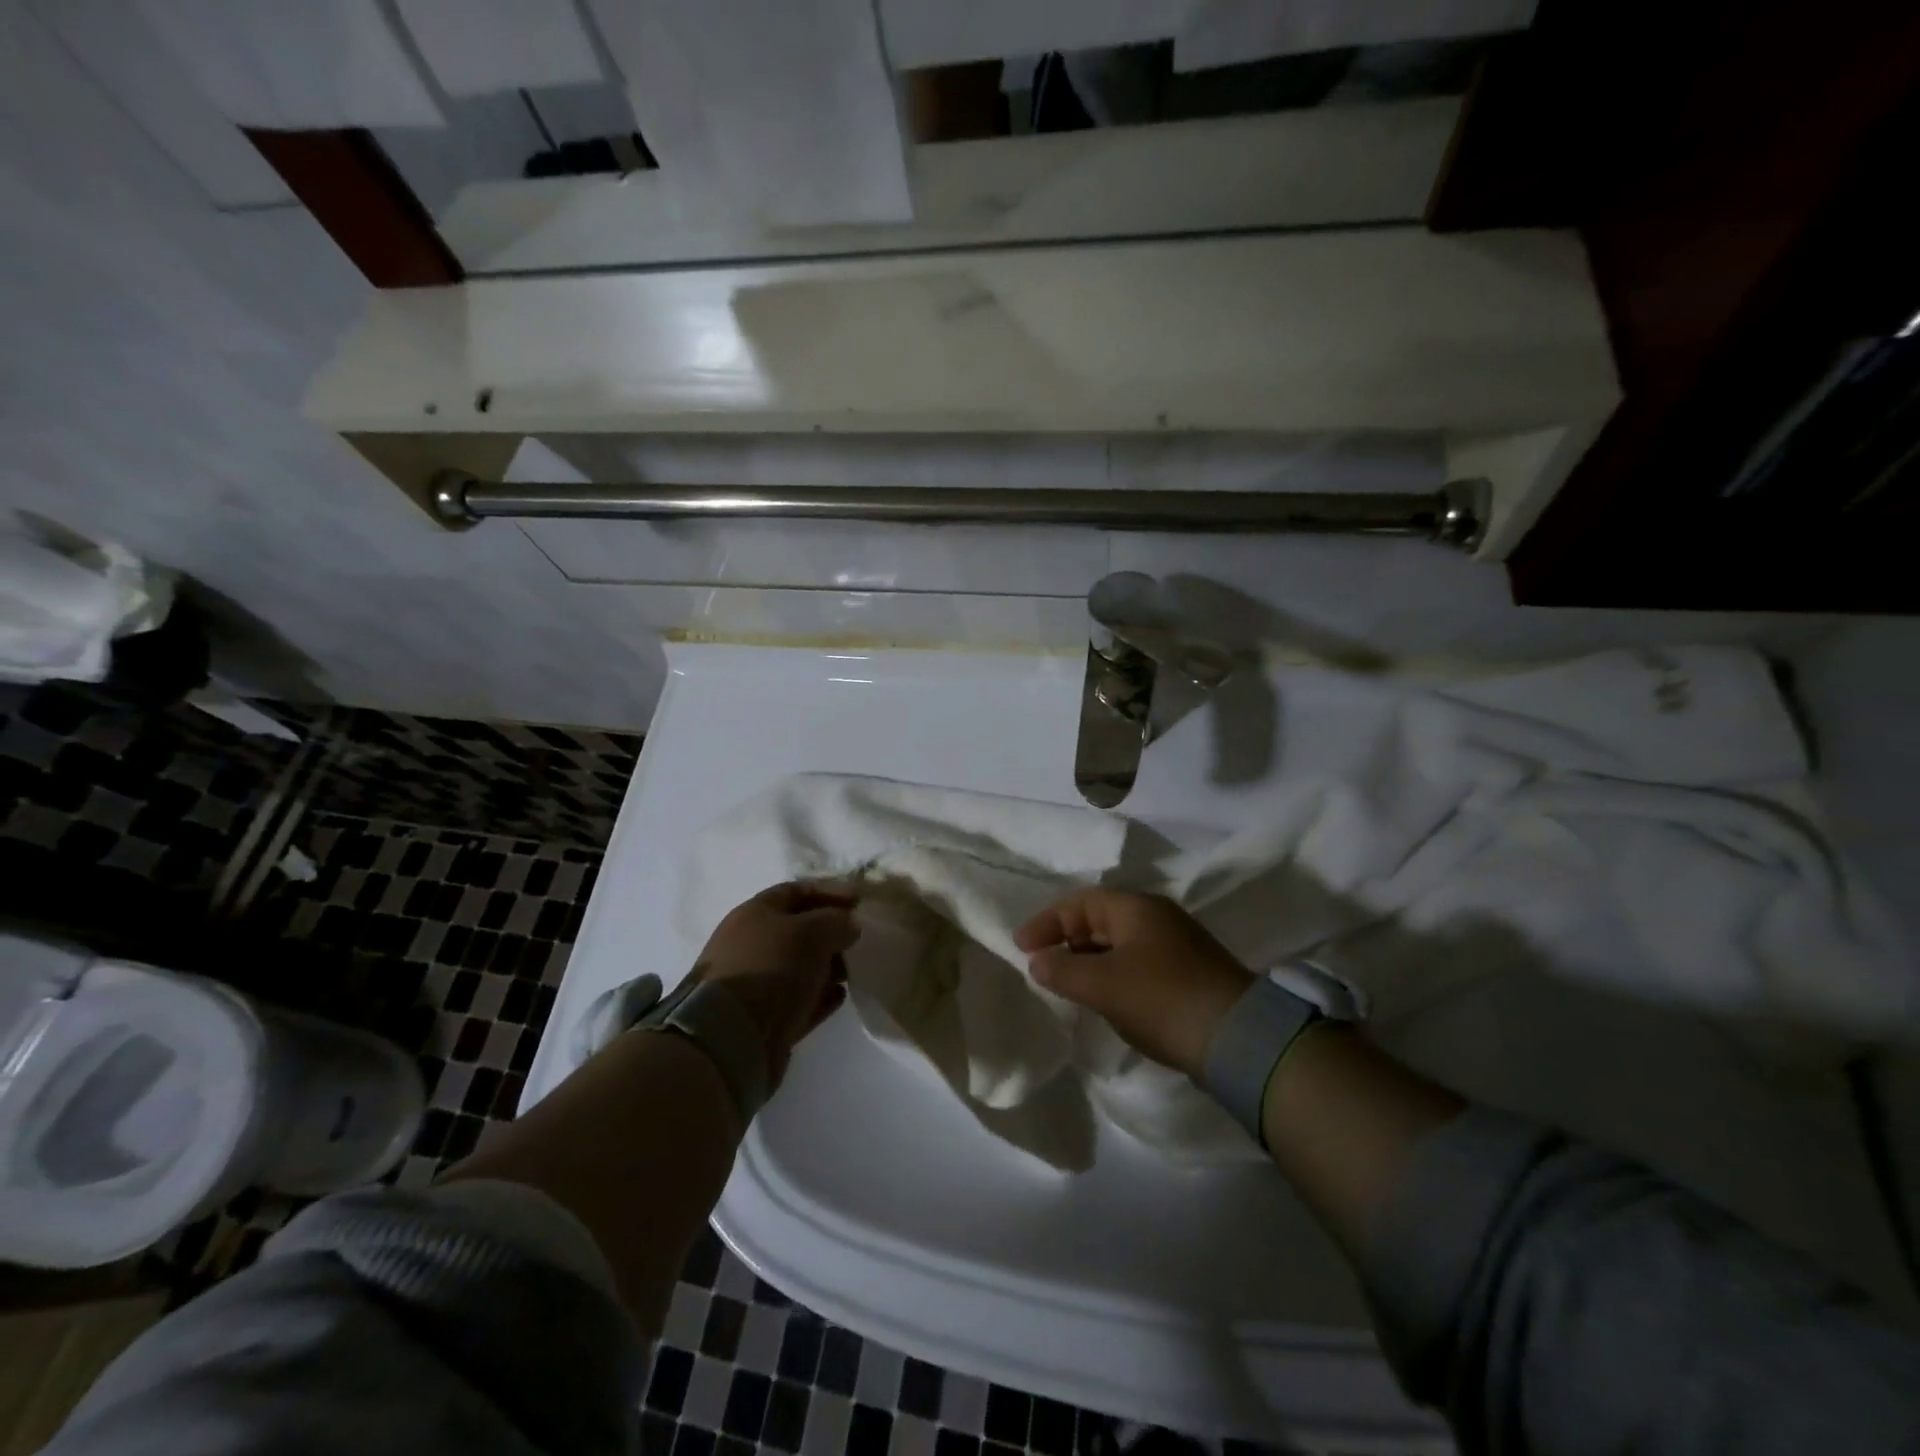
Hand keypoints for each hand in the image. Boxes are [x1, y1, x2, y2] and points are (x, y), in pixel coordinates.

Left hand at [692, 882, 859, 1084]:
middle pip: (798, 930)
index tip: (859, 901)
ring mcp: (756, 982)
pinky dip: (821, 995)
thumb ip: (836, 921)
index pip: (795, 891)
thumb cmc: (772, 967)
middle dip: (831, 932)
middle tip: (859, 939)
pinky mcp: (765, 1018)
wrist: (732, 1035)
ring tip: (854, 969)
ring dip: (829, 966)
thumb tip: (849, 924)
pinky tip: (841, 995)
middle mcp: (752, 944)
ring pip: (800, 966)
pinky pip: (800, 1000)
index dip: (829, 892)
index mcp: (755, 914)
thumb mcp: (811, 932)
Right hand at [1015, 889, 1253, 1078]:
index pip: (1080, 903)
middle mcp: (1157, 919)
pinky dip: (1111, 977)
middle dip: (1066, 942)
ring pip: (1117, 946)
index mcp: (1137, 908)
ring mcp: (1175, 947)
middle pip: (1099, 921)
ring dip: (1088, 962)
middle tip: (1041, 966)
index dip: (1047, 922)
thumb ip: (1063, 970)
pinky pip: (1135, 966)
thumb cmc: (1162, 998)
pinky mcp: (1186, 976)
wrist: (1238, 1039)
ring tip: (1065, 986)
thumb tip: (1038, 962)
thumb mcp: (1103, 984)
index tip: (1021, 947)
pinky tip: (1103, 1002)